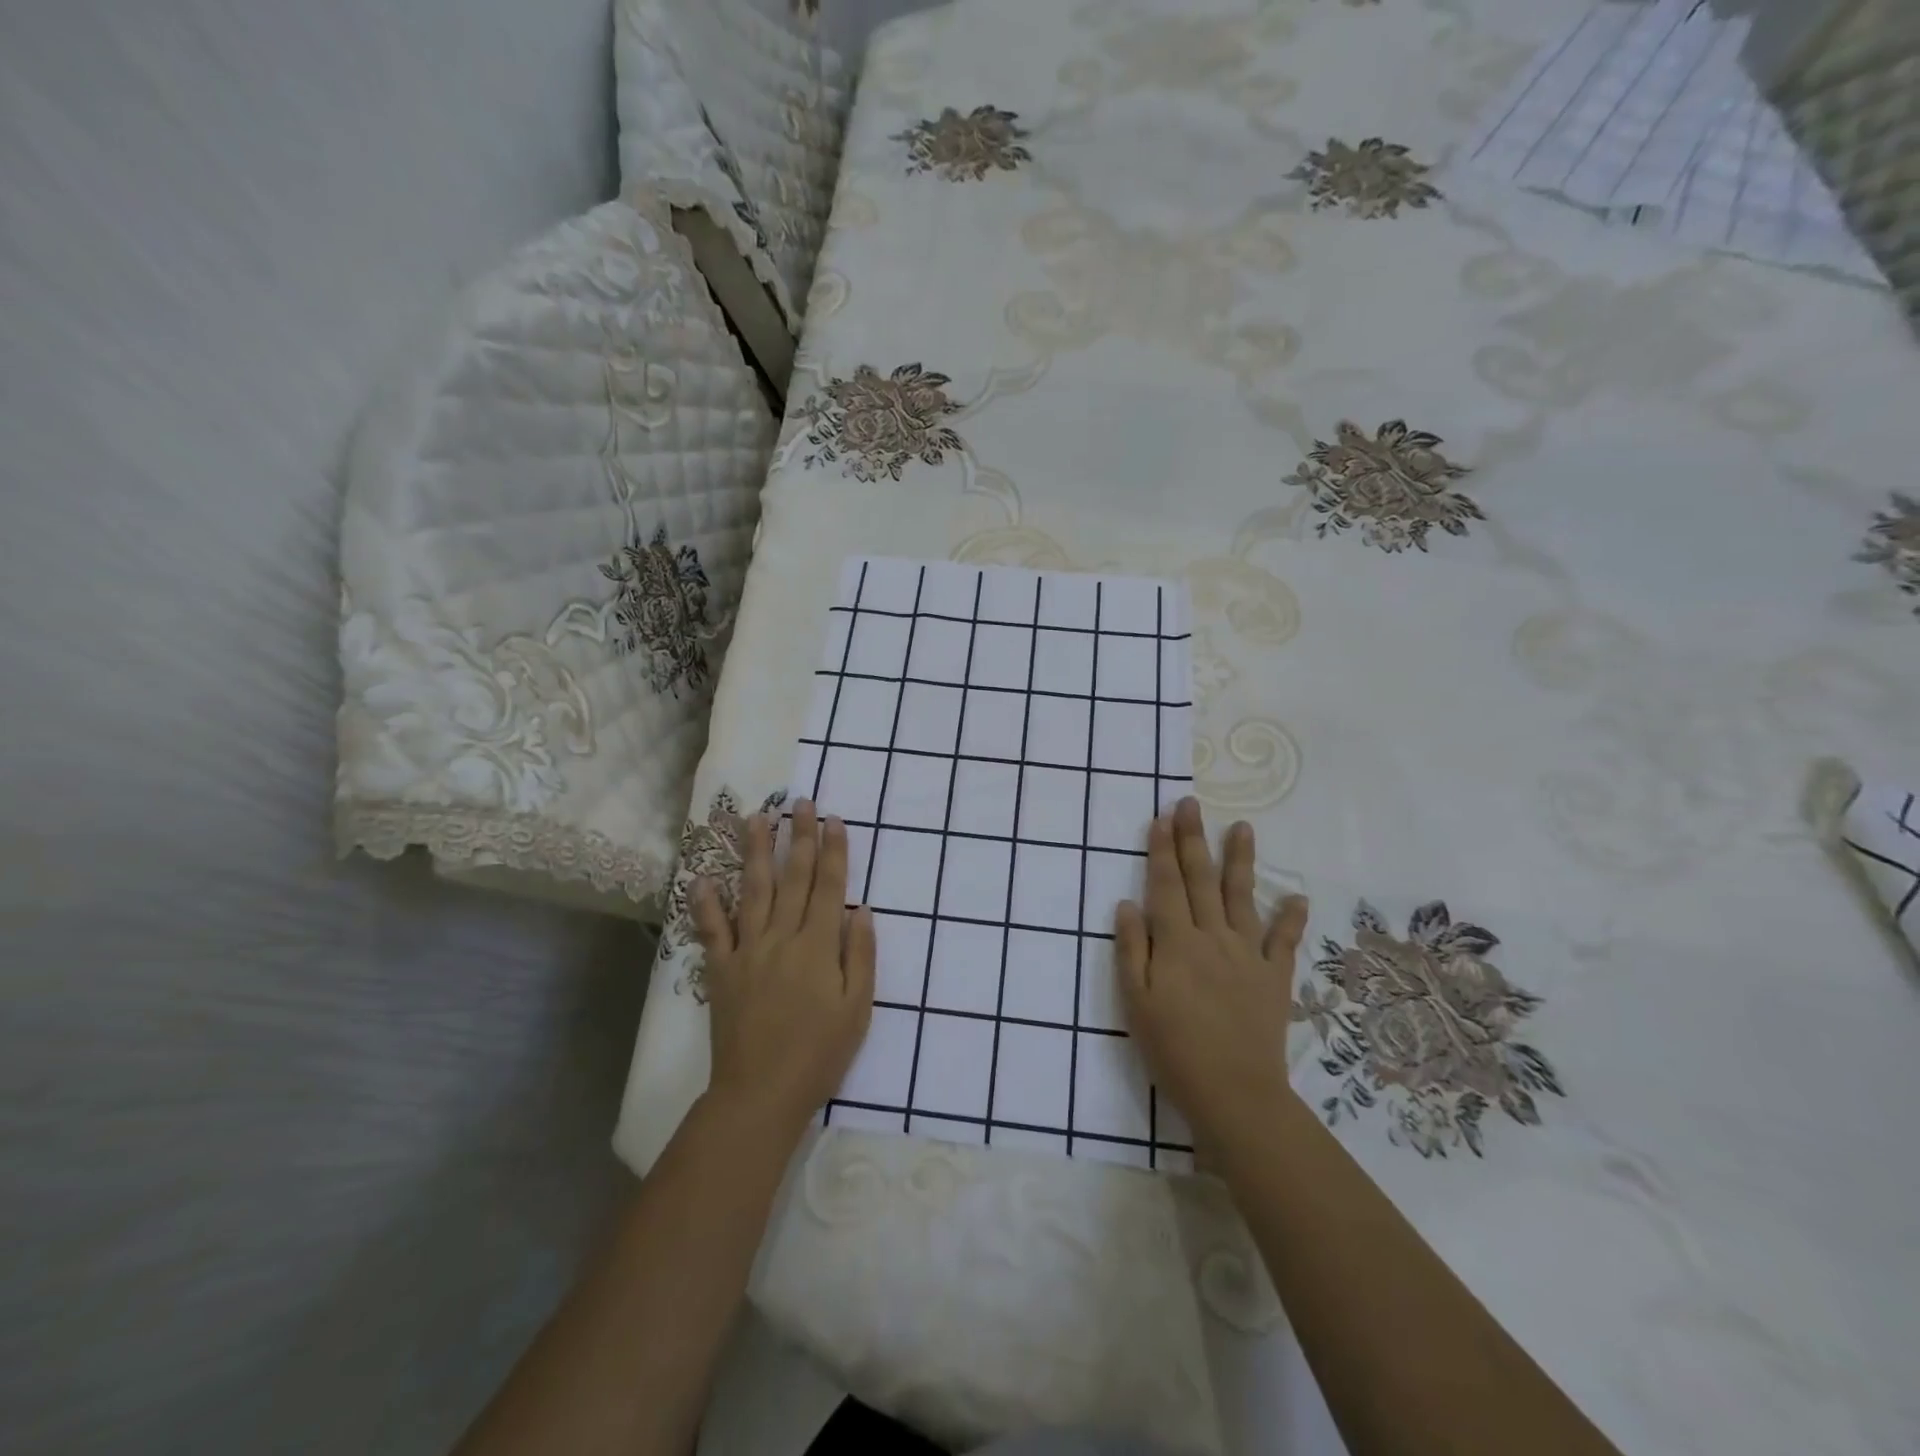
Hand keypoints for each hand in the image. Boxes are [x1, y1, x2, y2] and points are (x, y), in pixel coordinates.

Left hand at [691, 801, 875, 1141]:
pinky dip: (706, 903)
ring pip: (753, 891)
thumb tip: (862, 909)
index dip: (833, 850)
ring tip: (756, 818)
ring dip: (755, 852)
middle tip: (801, 803)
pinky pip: (712, 930)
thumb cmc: (819, 1054)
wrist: (761, 1093)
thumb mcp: (857, 1009)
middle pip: (793, 878)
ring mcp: (748, 951)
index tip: (834, 819)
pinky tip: (702, 878)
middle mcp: (782, 937)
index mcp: (818, 946)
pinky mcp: (721, 970)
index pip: (828, 886)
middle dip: (799, 837)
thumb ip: (861, 955)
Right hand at [1115, 797, 1308, 1151]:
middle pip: (1200, 879)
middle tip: (1190, 804)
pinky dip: (1290, 919)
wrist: (1234, 1093)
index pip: (1166, 884)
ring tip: (1242, 828)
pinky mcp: (1274, 978)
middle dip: (1193, 839)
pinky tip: (1297, 898)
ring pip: (1242, 897)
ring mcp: (1247, 955)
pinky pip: (1284, 943)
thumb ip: (1131, 949)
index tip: (1162, 817)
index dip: (1162, 849)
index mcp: (1175, 942)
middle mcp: (1212, 937)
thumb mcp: (1135, 1002)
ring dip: (1240, 861)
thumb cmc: (1173, 1048)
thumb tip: (1127, 904)